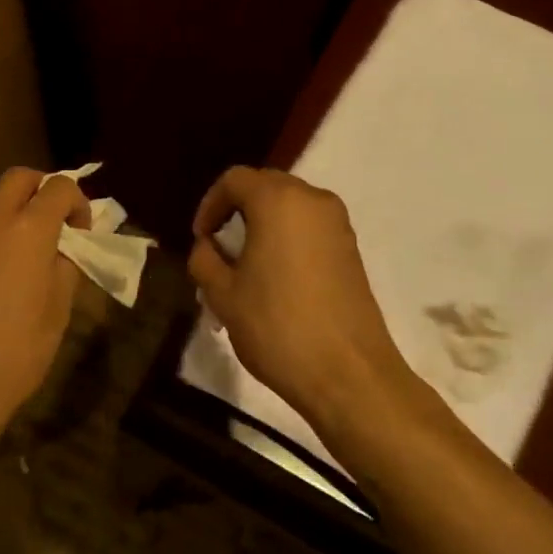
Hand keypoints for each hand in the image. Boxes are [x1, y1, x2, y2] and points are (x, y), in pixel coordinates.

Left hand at [0, 167, 90, 440]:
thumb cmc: (19, 351)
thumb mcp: (60, 309)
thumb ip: (69, 263)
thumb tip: (70, 244)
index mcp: (28, 229)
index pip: (59, 186)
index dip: (78, 201)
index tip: (82, 230)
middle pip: (18, 178)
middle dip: (42, 189)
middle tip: (54, 224)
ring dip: (12, 216)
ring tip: (22, 257)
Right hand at [188, 167, 424, 424]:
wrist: (348, 373)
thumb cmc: (277, 326)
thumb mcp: (222, 294)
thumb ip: (205, 259)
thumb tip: (208, 247)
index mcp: (278, 201)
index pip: (234, 179)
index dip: (210, 204)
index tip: (201, 239)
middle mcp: (313, 200)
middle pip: (265, 186)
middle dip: (237, 211)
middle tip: (220, 248)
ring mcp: (338, 225)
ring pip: (290, 207)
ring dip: (263, 225)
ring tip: (245, 265)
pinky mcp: (352, 250)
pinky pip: (310, 228)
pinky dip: (287, 239)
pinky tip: (275, 278)